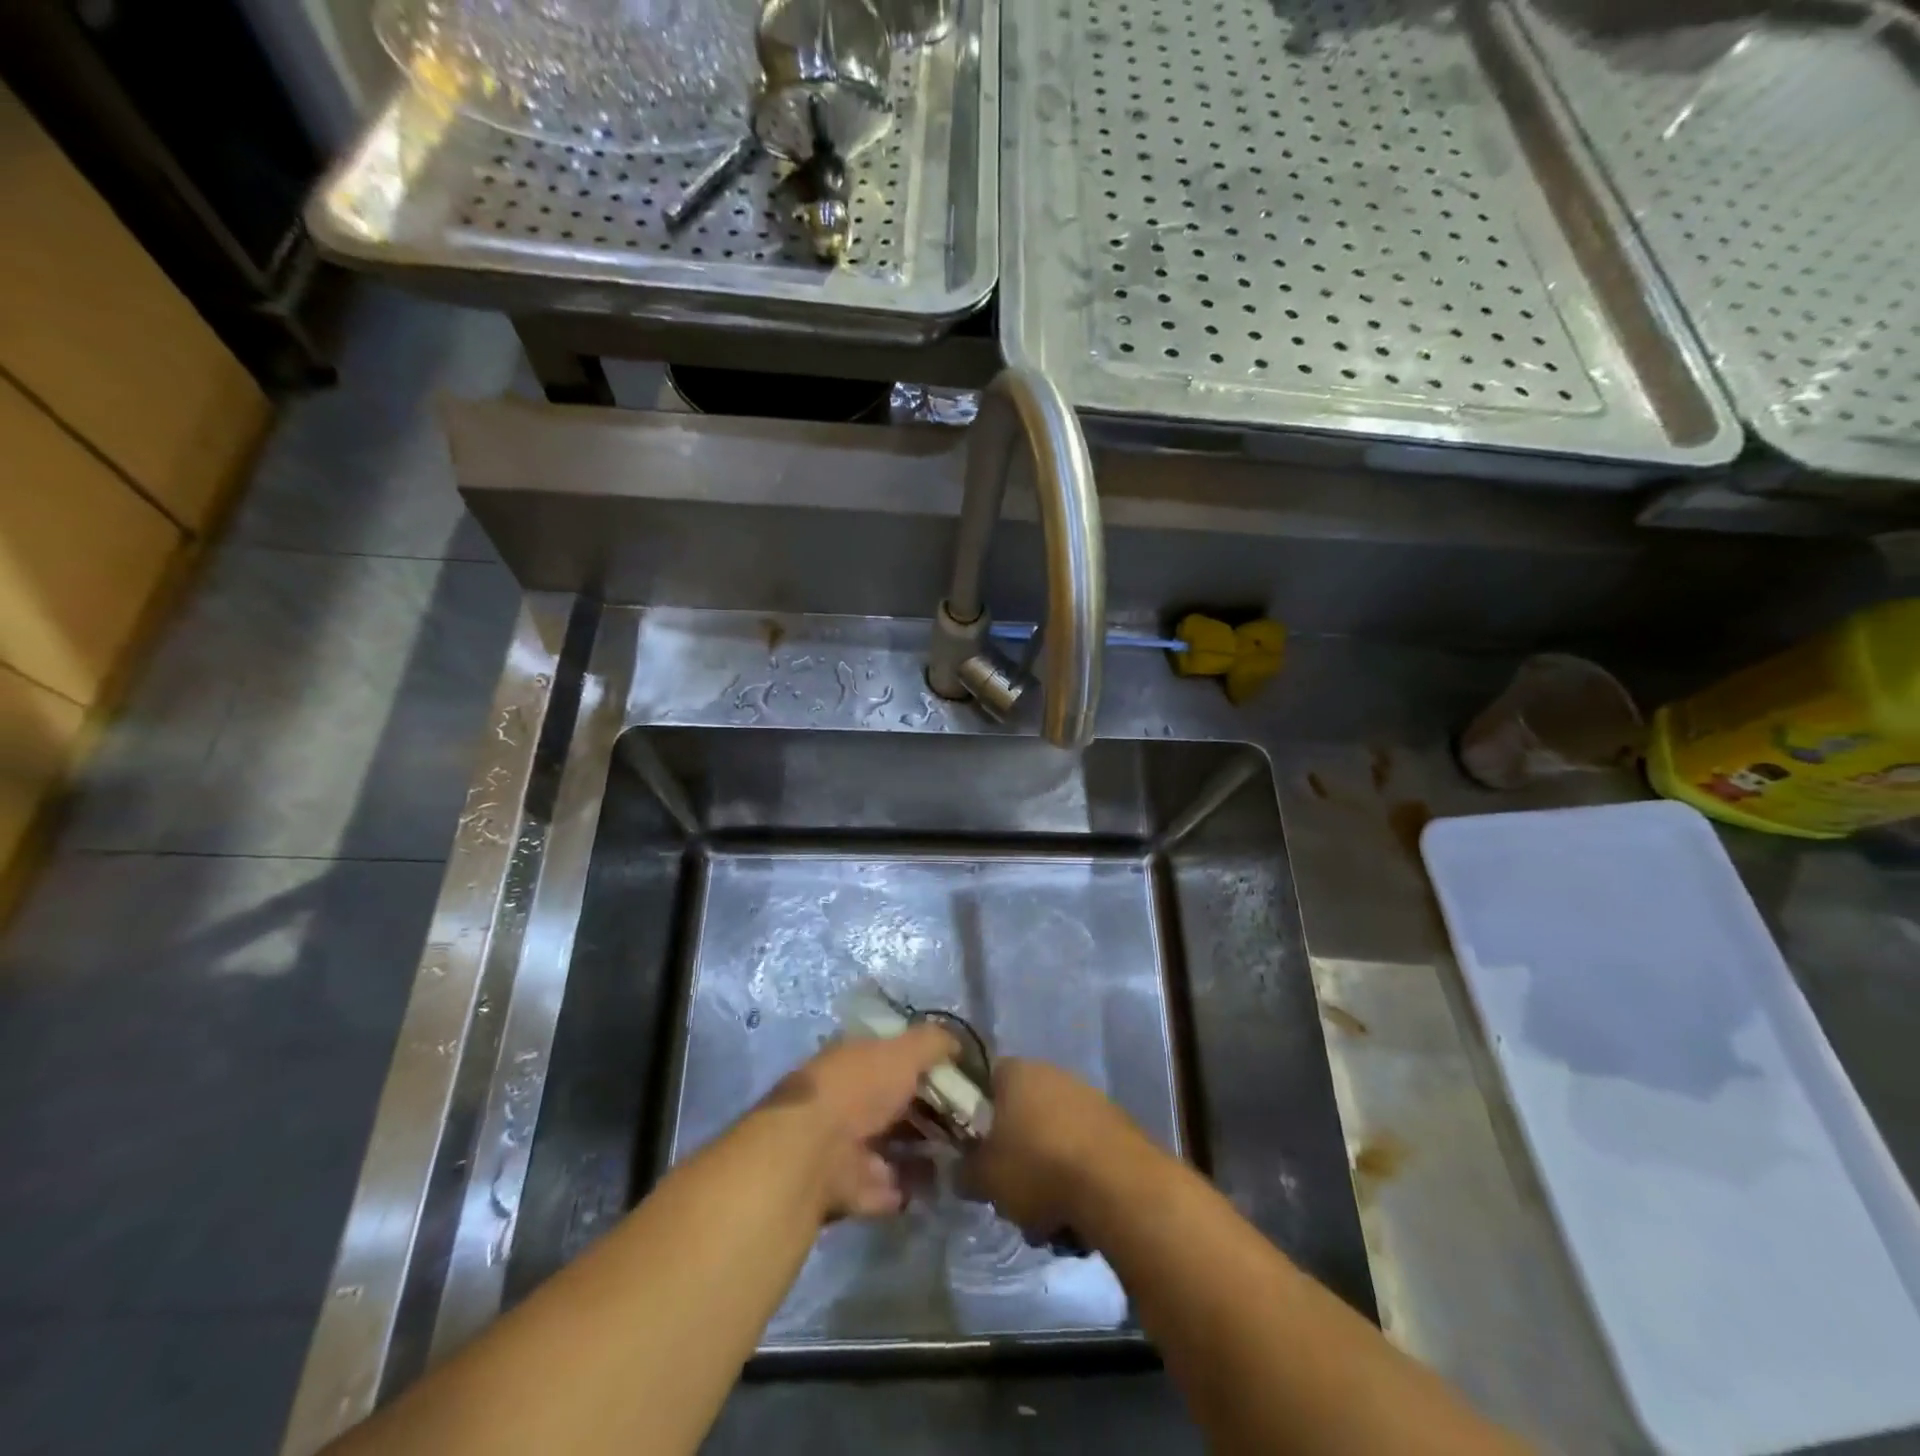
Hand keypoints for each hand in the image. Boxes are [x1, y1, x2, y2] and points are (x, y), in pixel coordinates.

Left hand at [757, 1025, 956, 1220]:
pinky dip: (912, 1185)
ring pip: (893, 1144)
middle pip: (895, 1102)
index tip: (960, 1074)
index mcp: (854, 1060)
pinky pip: (889, 1185)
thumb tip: (959, 1044)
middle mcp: (848, 1099)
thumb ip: (933, 1043)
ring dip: (924, 1149)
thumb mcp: (903, 1052)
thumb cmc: (859, 1088)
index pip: (892, 1056)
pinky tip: (944, 1182)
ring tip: (965, 1151)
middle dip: (929, 1109)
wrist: (814, 1153)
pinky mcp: (849, 1187)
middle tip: (970, 1117)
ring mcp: (846, 1145)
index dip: (925, 1062)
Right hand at [964, 1058, 1148, 1239]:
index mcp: (1016, 1072)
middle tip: (1010, 1192)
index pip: (986, 1082)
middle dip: (1015, 1154)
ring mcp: (1088, 1097)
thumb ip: (964, 1171)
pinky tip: (1077, 1215)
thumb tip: (959, 1171)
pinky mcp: (1117, 1125)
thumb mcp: (985, 1178)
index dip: (976, 1116)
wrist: (1119, 1185)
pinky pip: (1083, 1151)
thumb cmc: (1039, 1168)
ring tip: (1046, 1218)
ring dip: (1046, 1172)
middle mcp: (1052, 1073)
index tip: (975, 1150)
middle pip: (1021, 1113)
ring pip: (1053, 1136)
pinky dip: (1077, 1179)